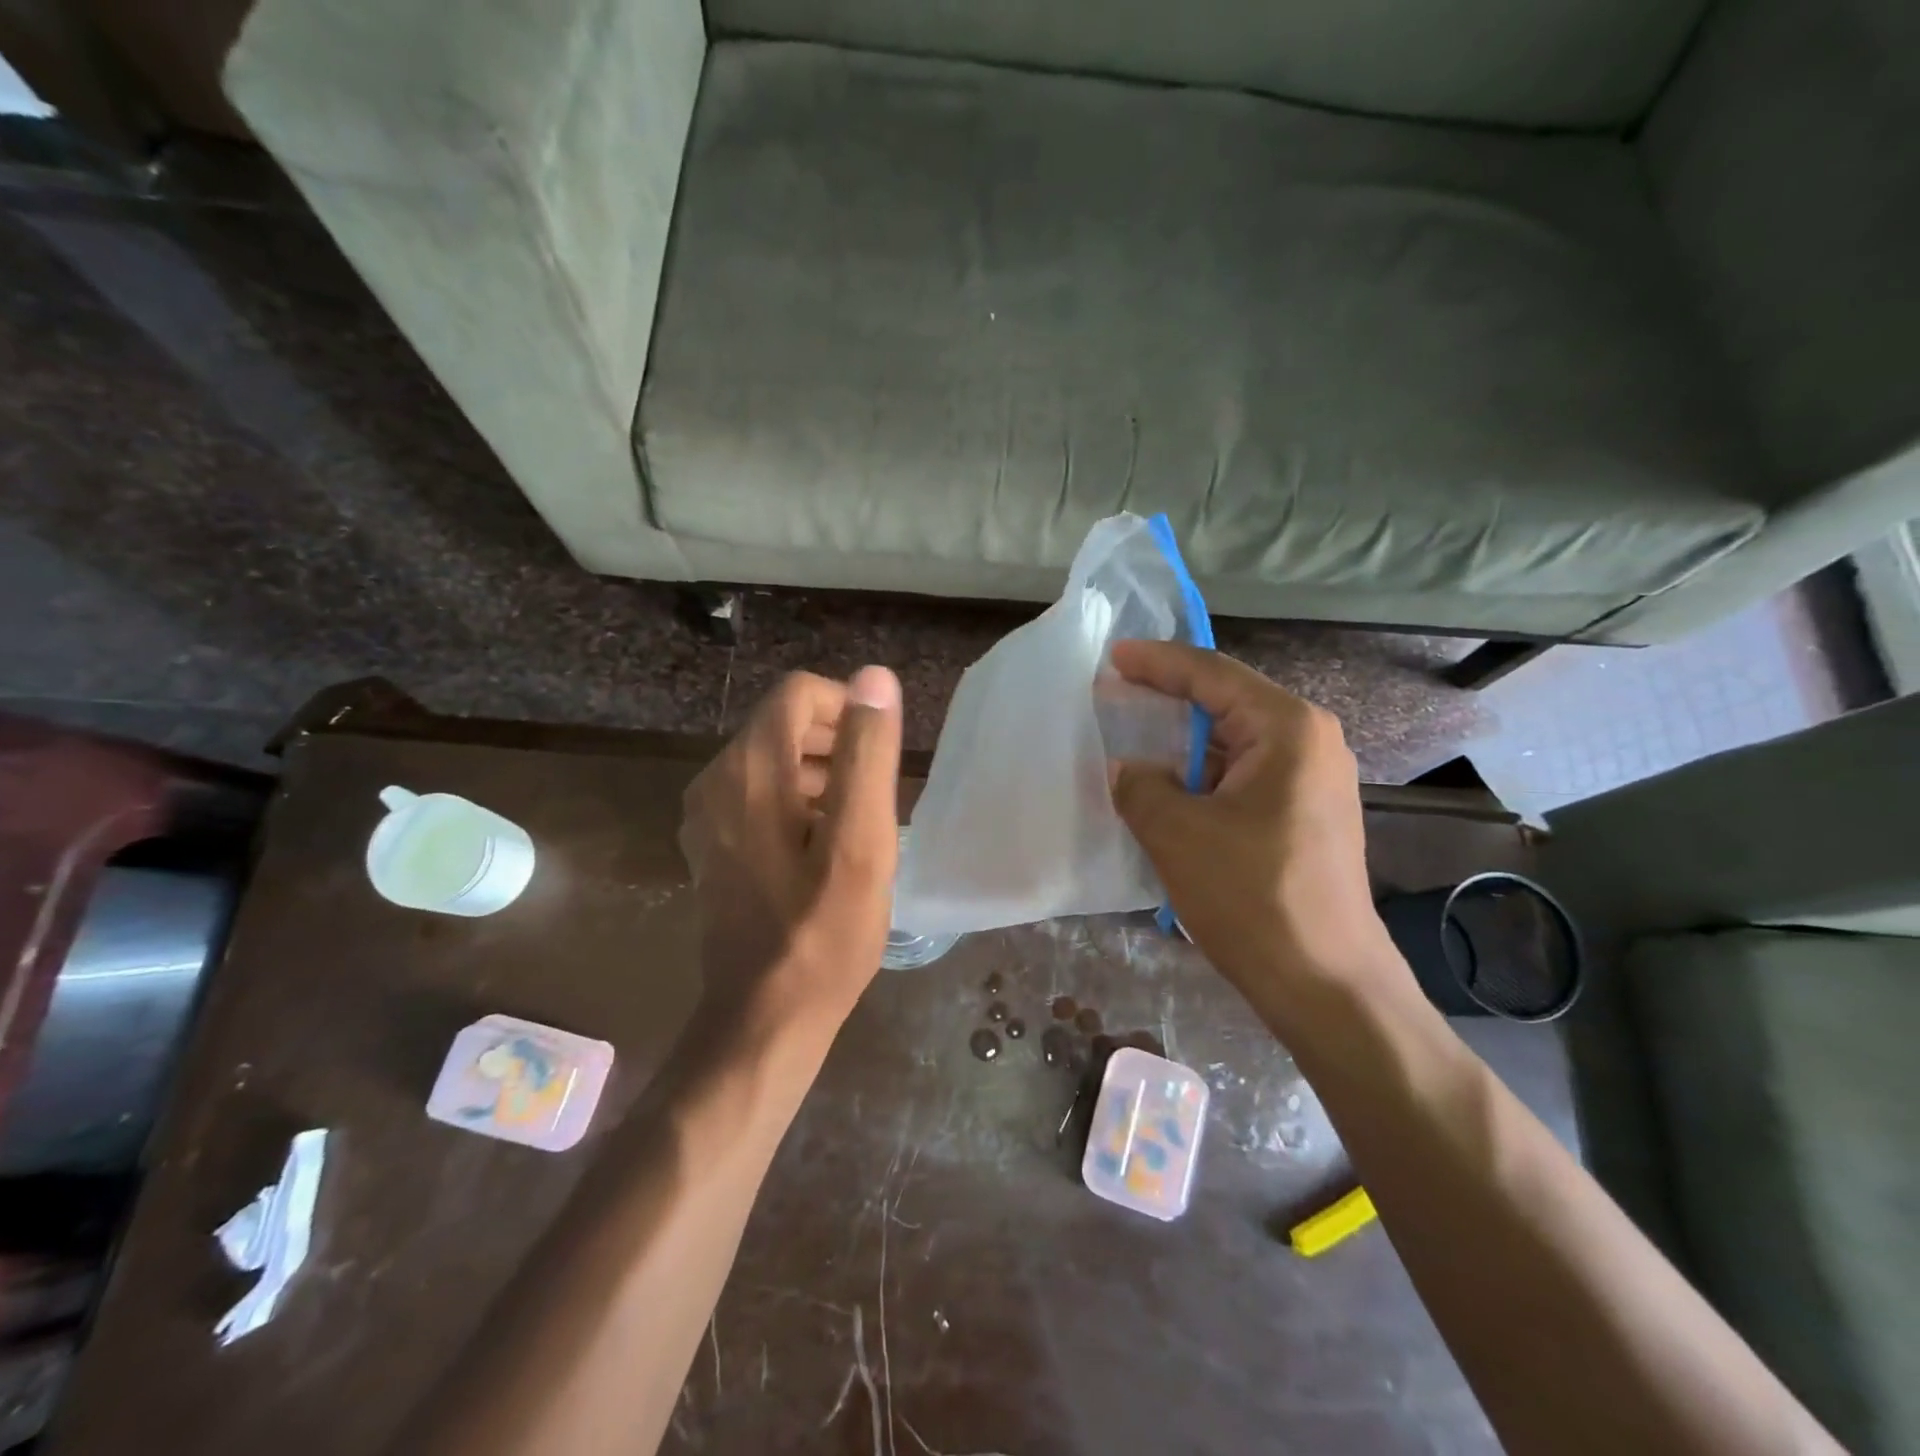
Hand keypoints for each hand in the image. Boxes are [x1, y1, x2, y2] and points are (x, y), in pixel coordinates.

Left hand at [680, 666, 902, 1032]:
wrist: (764, 1017)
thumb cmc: (823, 932)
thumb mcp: (861, 841)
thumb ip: (867, 754)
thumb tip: (874, 678)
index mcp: (749, 770)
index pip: (799, 694)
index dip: (848, 708)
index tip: (882, 755)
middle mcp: (716, 780)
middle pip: (783, 723)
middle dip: (837, 741)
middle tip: (877, 792)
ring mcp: (707, 815)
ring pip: (773, 759)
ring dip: (821, 772)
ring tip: (858, 820)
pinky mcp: (712, 844)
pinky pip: (759, 794)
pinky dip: (797, 800)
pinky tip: (824, 845)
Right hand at [1106, 641, 1408, 1026]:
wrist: (1325, 983)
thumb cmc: (1252, 896)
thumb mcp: (1177, 832)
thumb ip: (1139, 785)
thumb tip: (1126, 769)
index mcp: (1288, 728)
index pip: (1212, 674)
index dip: (1157, 663)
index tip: (1112, 657)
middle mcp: (1310, 742)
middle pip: (1227, 701)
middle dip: (1168, 697)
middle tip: (1115, 692)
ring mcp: (1312, 781)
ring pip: (1233, 742)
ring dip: (1182, 740)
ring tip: (1132, 735)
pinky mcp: (1305, 815)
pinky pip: (1242, 775)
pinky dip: (1201, 773)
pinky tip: (1166, 784)